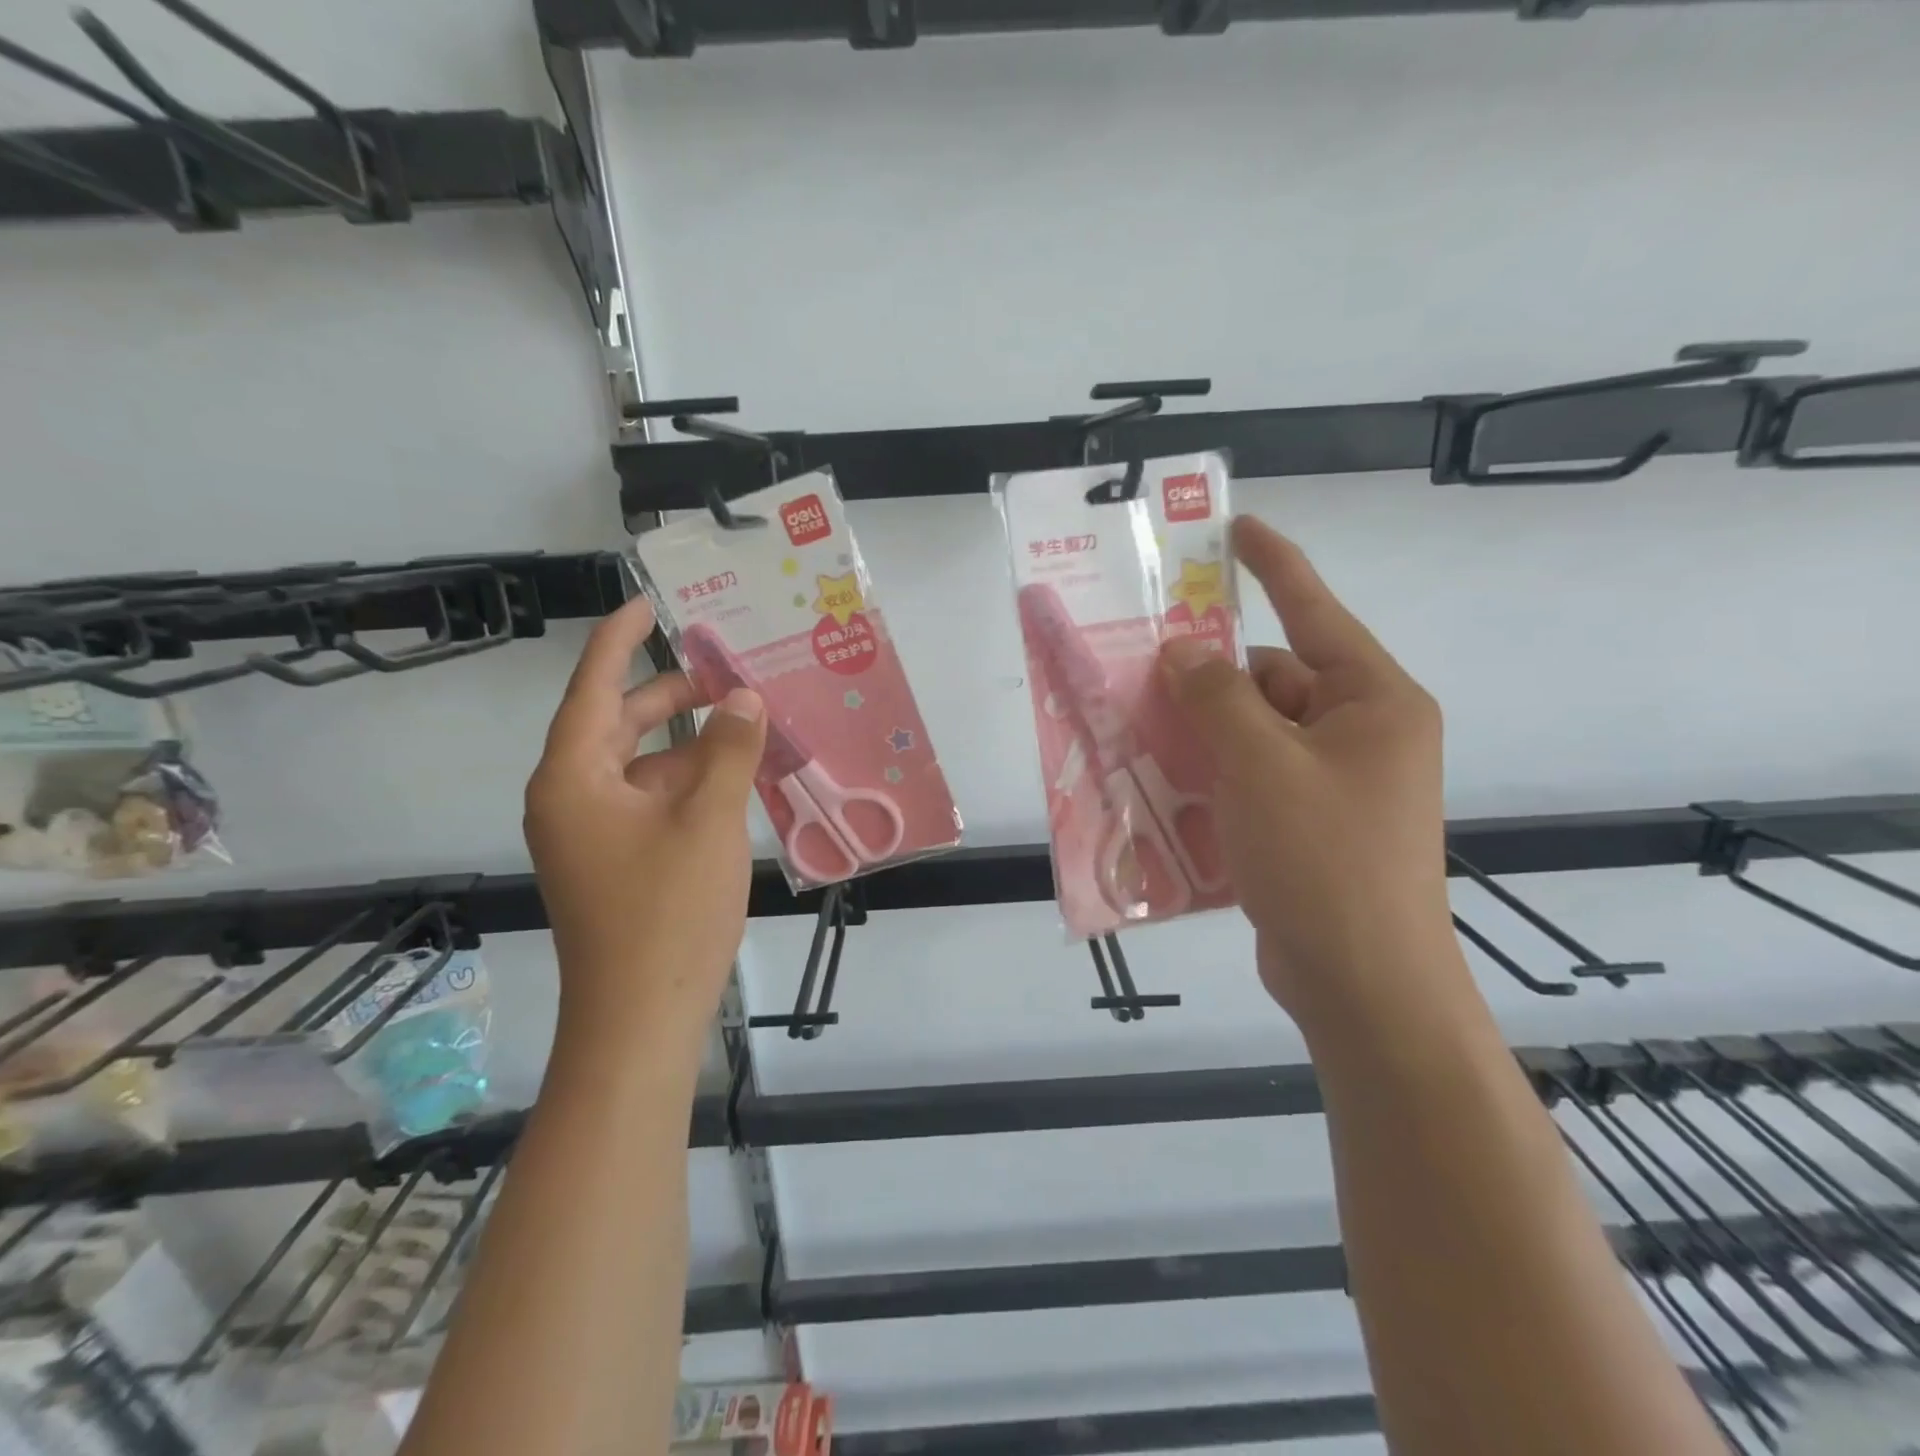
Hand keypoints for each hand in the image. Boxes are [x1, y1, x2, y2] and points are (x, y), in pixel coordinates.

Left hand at [524, 596, 766, 1049]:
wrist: (640, 1021)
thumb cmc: (667, 915)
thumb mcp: (708, 822)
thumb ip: (728, 751)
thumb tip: (743, 697)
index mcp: (573, 778)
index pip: (593, 688)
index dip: (619, 639)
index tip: (649, 602)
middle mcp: (572, 798)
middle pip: (619, 724)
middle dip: (672, 694)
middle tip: (728, 669)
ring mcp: (593, 833)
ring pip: (641, 765)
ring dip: (690, 743)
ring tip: (748, 722)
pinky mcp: (616, 861)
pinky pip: (651, 801)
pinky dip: (689, 782)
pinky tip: (737, 778)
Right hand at [1159, 517, 1452, 1021]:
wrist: (1360, 982)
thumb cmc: (1322, 859)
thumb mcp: (1261, 765)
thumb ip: (1217, 697)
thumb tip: (1183, 650)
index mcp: (1373, 702)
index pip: (1316, 612)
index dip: (1274, 565)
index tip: (1236, 527)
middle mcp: (1361, 733)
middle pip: (1273, 680)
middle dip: (1211, 679)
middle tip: (1143, 675)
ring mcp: (1336, 782)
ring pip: (1255, 732)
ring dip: (1204, 732)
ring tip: (1140, 733)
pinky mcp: (1310, 823)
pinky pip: (1252, 776)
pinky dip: (1214, 775)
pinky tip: (1166, 785)